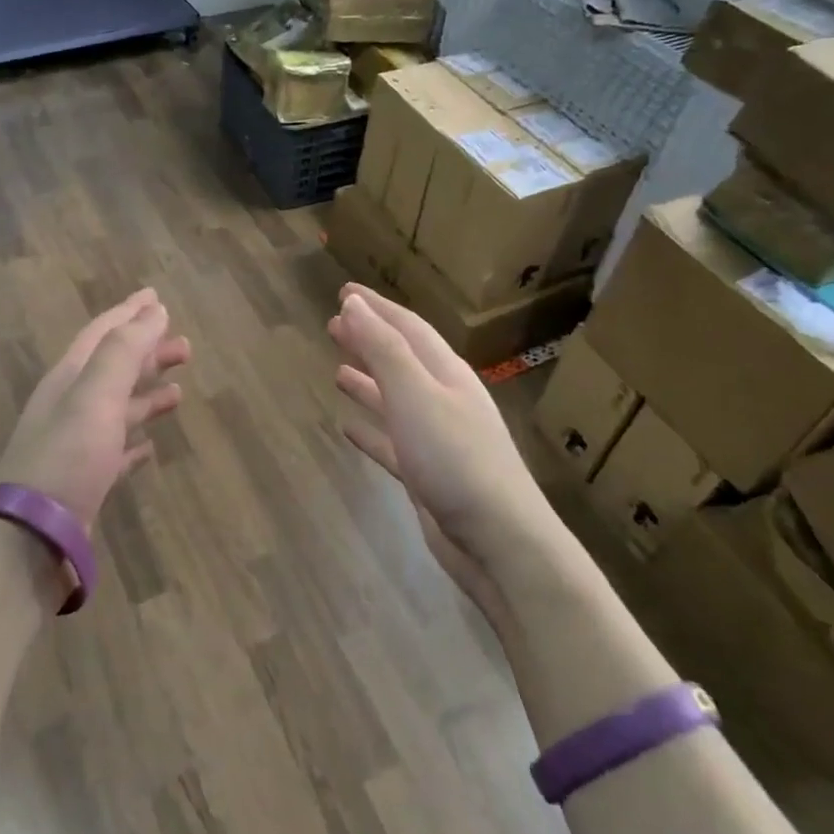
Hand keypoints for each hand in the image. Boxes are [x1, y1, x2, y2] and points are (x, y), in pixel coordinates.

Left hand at [0, 289, 189, 531]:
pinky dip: (135, 443)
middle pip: (113, 369)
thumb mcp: (95, 395)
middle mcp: (70, 406)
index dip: (130, 313)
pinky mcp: (85, 482)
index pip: (102, 334)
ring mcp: (76, 446)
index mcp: (69, 379)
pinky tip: (151, 448)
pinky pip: (116, 452)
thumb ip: (124, 351)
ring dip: (147, 395)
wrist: (31, 537)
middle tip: (186, 346)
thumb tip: (154, 310)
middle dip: (147, 353)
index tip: (157, 297)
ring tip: (180, 390)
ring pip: (118, 409)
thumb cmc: (66, 457)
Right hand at [329, 284, 553, 610]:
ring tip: (337, 370)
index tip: (344, 292)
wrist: (499, 541)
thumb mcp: (416, 395)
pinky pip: (392, 442)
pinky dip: (370, 430)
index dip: (375, 308)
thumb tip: (353, 305)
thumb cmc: (456, 459)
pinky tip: (347, 428)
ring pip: (395, 400)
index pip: (407, 328)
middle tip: (333, 324)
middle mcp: (444, 400)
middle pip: (401, 360)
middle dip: (369, 339)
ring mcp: (438, 439)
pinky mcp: (428, 475)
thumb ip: (384, 350)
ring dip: (368, 382)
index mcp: (446, 374)